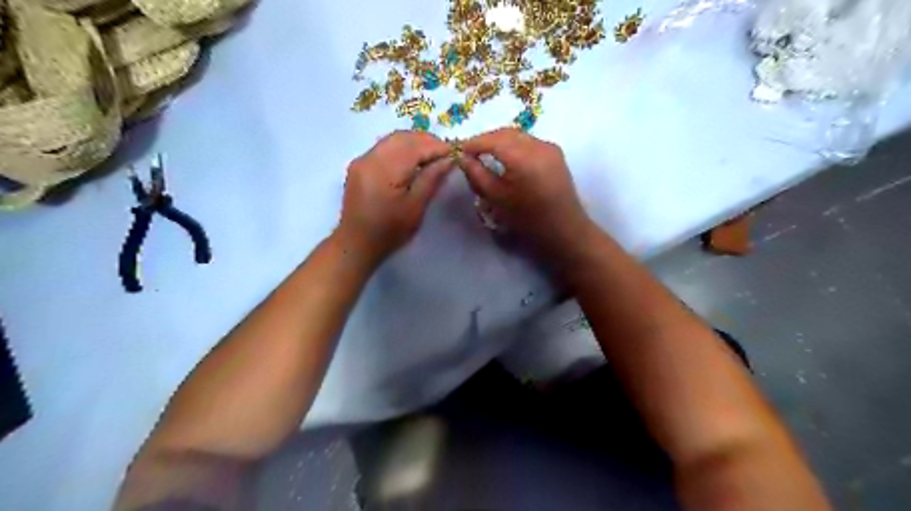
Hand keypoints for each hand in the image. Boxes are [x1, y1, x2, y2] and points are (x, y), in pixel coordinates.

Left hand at [337, 129, 453, 265]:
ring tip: (432, 157)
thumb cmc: (390, 231)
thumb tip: (449, 159)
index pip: (416, 146)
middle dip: (427, 141)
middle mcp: (370, 158)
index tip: (456, 153)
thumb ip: (432, 178)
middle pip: (403, 137)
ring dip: (414, 143)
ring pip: (393, 140)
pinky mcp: (360, 166)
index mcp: (384, 169)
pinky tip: (413, 162)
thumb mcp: (415, 207)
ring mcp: (362, 160)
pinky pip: (384, 148)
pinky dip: (402, 149)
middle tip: (446, 154)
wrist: (356, 244)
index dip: (438, 147)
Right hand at [459, 126, 595, 263]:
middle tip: (470, 152)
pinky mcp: (555, 153)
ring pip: (518, 136)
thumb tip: (462, 157)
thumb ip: (476, 174)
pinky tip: (506, 158)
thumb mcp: (496, 198)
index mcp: (522, 157)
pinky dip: (514, 145)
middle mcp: (538, 145)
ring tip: (485, 154)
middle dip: (486, 140)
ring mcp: (549, 147)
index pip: (492, 140)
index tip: (459, 151)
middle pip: (506, 133)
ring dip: (500, 141)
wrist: (564, 229)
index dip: (473, 143)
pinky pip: (529, 142)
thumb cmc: (527, 219)